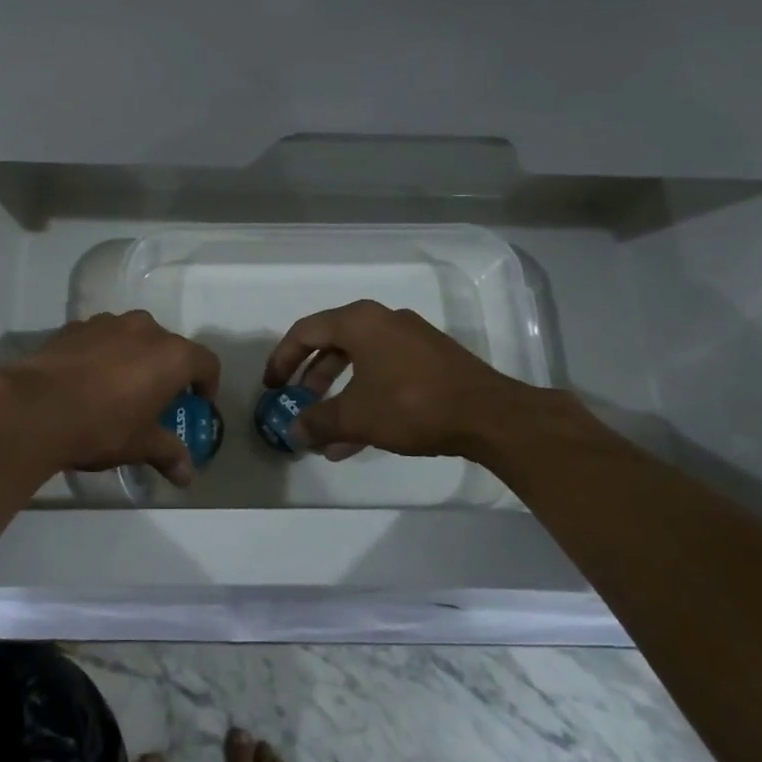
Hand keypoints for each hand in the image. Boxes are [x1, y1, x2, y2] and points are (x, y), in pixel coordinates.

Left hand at [0, 311, 221, 485]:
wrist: (35, 408)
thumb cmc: (102, 426)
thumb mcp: (140, 445)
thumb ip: (168, 453)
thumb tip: (186, 476)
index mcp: (171, 355)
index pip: (206, 363)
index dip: (207, 385)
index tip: (196, 405)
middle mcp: (144, 329)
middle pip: (168, 347)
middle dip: (167, 371)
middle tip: (155, 400)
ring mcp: (107, 322)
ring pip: (132, 338)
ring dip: (133, 358)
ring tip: (118, 389)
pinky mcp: (74, 326)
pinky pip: (100, 339)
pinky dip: (101, 355)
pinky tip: (85, 382)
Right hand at [263, 300, 560, 463]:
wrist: (489, 416)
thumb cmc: (412, 405)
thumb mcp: (356, 416)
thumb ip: (318, 421)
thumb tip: (292, 431)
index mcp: (359, 322)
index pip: (306, 332)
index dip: (282, 359)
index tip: (271, 386)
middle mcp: (383, 321)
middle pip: (332, 346)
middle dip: (311, 380)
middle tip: (296, 405)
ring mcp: (410, 340)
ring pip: (360, 364)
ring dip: (338, 396)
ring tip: (324, 432)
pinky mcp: (431, 361)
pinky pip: (384, 375)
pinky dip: (365, 399)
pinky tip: (356, 440)